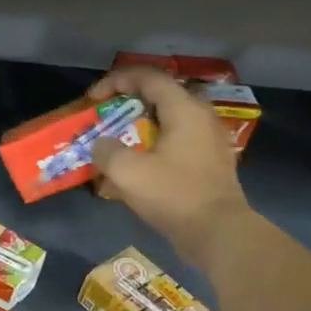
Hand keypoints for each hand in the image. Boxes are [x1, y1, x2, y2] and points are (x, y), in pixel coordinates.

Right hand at [90, 66, 250, 263]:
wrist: (218, 233)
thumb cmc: (173, 194)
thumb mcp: (127, 171)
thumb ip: (106, 150)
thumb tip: (102, 146)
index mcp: (184, 109)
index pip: (147, 77)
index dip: (115, 81)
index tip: (92, 99)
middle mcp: (200, 117)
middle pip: (158, 97)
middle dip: (125, 105)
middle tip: (103, 119)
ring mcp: (208, 141)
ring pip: (166, 122)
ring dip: (137, 129)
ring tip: (115, 145)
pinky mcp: (208, 163)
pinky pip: (174, 143)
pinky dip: (151, 147)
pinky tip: (135, 168)